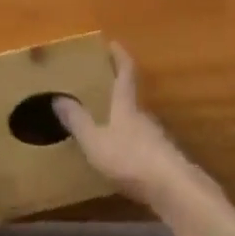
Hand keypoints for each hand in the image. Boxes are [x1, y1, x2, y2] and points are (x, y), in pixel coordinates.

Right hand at [54, 44, 199, 206]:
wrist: (176, 191)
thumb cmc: (131, 159)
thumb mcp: (95, 141)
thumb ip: (77, 121)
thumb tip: (58, 97)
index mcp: (126, 106)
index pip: (126, 73)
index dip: (120, 57)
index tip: (113, 43)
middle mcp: (144, 117)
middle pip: (132, 98)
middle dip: (117, 93)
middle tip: (99, 91)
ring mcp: (158, 138)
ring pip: (137, 123)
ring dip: (123, 121)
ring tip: (106, 127)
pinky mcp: (165, 160)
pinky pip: (143, 144)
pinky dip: (131, 144)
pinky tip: (122, 158)